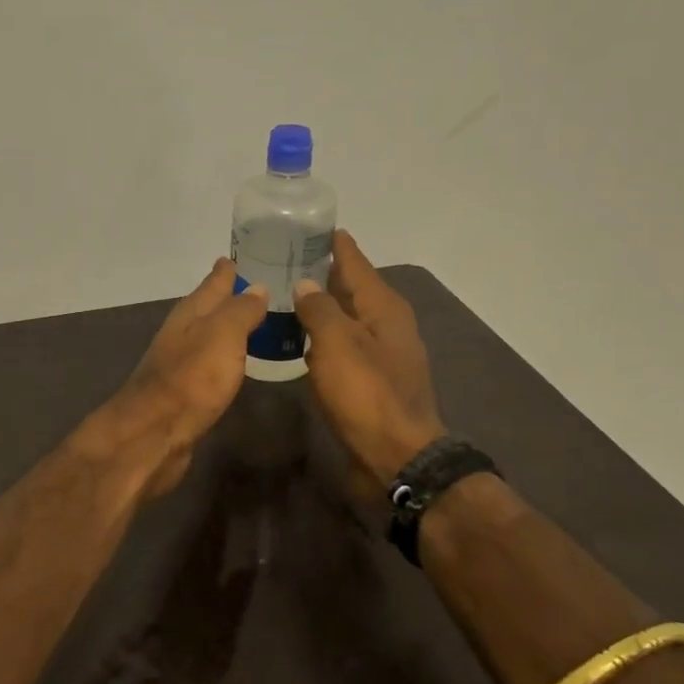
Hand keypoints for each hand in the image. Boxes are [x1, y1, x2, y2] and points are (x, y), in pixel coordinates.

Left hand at [88, 258, 268, 499]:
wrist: (155, 433)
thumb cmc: (191, 378)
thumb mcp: (223, 335)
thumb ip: (241, 311)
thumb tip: (257, 287)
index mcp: (190, 313)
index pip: (212, 283)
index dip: (226, 271)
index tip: (237, 256)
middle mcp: (183, 333)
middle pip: (208, 308)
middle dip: (229, 297)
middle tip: (258, 288)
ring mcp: (181, 362)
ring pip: (209, 335)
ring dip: (229, 327)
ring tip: (255, 322)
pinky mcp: (185, 391)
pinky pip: (211, 363)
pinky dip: (226, 356)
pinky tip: (236, 362)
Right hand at [294, 230, 446, 487]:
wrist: (397, 457)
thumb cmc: (367, 394)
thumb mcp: (337, 344)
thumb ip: (319, 309)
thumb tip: (305, 284)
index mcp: (384, 308)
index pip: (356, 263)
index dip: (337, 245)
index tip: (316, 226)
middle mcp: (386, 326)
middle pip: (352, 289)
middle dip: (324, 273)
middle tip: (286, 259)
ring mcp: (381, 355)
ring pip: (346, 319)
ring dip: (322, 307)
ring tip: (287, 295)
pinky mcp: (371, 381)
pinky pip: (342, 347)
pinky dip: (323, 338)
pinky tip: (300, 340)